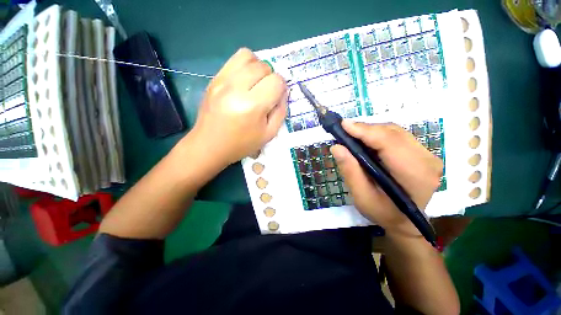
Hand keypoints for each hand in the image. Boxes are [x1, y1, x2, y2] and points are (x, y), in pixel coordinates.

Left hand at [188, 48, 287, 167]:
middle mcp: (236, 88)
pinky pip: (234, 60)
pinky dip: (245, 66)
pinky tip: (244, 82)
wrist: (209, 146)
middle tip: (266, 93)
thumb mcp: (269, 134)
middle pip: (264, 66)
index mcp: (252, 106)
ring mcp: (222, 81)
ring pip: (248, 56)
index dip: (281, 88)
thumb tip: (283, 93)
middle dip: (271, 78)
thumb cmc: (242, 144)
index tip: (277, 98)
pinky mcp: (214, 79)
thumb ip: (281, 112)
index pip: (276, 81)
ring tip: (256, 84)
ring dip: (258, 68)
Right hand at [330, 121, 442, 236]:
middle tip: (344, 131)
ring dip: (371, 131)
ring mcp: (428, 155)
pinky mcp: (423, 153)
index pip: (389, 143)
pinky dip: (379, 134)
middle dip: (366, 129)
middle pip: (393, 133)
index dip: (365, 131)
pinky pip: (398, 135)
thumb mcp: (362, 196)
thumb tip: (337, 147)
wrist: (406, 222)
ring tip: (353, 135)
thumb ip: (350, 171)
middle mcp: (428, 160)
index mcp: (415, 175)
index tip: (344, 125)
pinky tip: (367, 140)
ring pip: (395, 131)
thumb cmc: (383, 213)